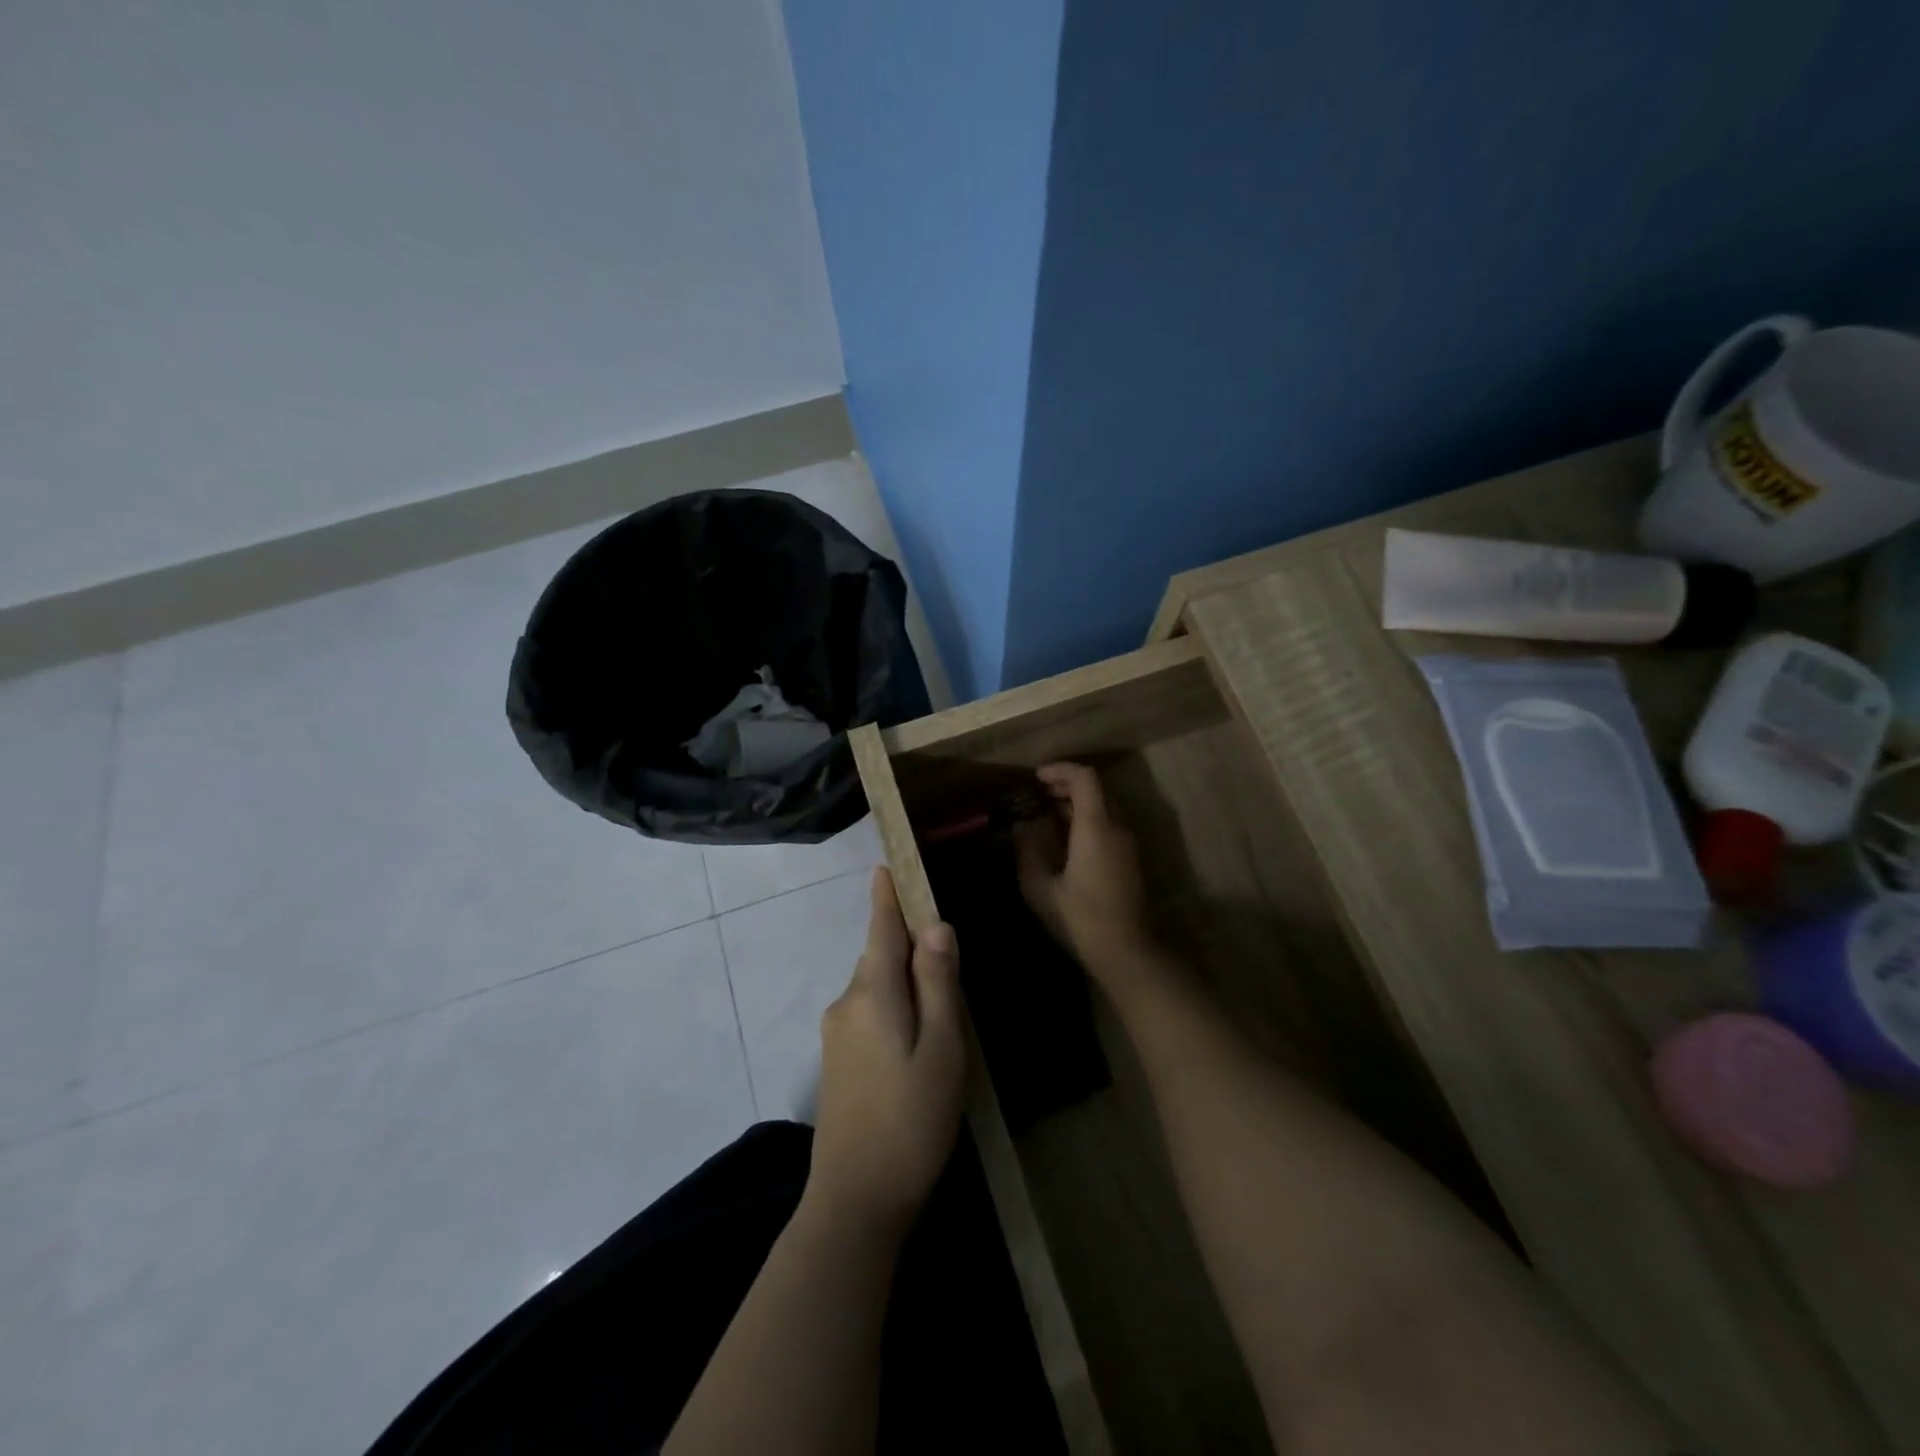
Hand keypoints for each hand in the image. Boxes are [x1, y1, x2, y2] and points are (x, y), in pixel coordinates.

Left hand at [806, 867, 966, 1236]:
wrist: (855, 1201)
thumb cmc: (911, 1120)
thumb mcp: (941, 1048)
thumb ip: (938, 984)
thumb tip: (936, 926)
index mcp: (872, 993)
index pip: (881, 929)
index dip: (887, 896)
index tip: (886, 864)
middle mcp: (846, 1004)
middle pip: (880, 958)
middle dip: (909, 947)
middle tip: (951, 959)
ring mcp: (835, 1035)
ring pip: (876, 989)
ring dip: (905, 983)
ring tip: (942, 1010)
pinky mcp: (836, 1063)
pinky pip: (868, 1014)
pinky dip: (893, 1009)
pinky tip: (916, 1042)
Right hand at [1014, 763, 1154, 978]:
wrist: (1125, 951)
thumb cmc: (1079, 917)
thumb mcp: (1040, 886)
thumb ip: (1028, 850)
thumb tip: (1022, 826)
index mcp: (1096, 827)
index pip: (1084, 778)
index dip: (1060, 770)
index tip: (1036, 777)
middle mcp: (1117, 827)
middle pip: (1097, 788)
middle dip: (1067, 784)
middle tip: (1039, 793)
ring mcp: (1128, 843)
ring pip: (1105, 806)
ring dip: (1078, 802)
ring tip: (1048, 814)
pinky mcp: (1131, 859)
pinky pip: (1110, 824)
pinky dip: (1088, 819)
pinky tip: (1066, 839)